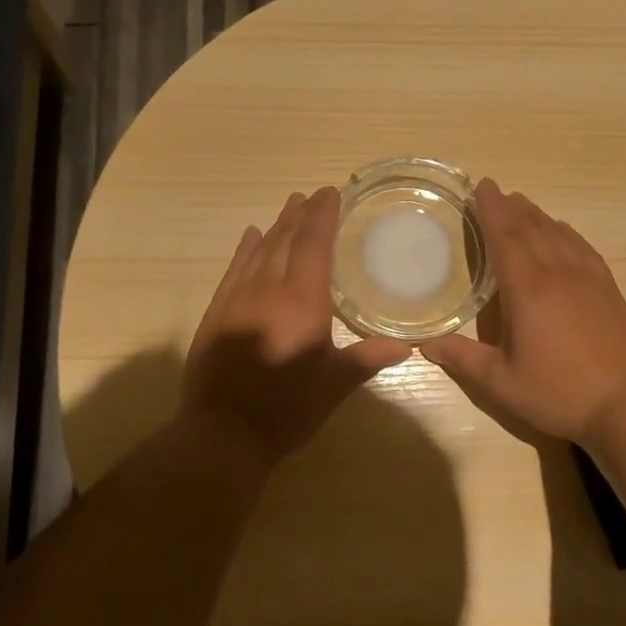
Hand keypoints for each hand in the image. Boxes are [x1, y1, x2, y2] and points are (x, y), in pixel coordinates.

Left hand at [181, 187, 412, 465]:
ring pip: (260, 250)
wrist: (223, 432)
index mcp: (303, 302)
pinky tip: (251, 235)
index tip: (331, 192)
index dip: (323, 216)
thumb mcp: (334, 386)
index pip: (314, 245)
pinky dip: (245, 248)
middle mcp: (269, 289)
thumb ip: (368, 359)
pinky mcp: (217, 311)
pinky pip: (234, 269)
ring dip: (276, 226)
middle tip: (313, 195)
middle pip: (286, 240)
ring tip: (290, 206)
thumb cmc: (286, 409)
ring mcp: (238, 298)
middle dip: (301, 215)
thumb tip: (408, 346)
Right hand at [421, 179, 625, 444]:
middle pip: (532, 228)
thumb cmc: (558, 393)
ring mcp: (589, 278)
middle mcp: (558, 272)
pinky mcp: (609, 289)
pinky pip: (583, 247)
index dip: (491, 209)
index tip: (481, 186)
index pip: (505, 237)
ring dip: (538, 216)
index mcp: (528, 288)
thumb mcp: (501, 382)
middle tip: (495, 192)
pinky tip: (563, 233)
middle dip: (511, 207)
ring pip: (559, 233)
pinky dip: (566, 233)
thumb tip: (426, 345)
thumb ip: (463, 359)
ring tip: (522, 206)